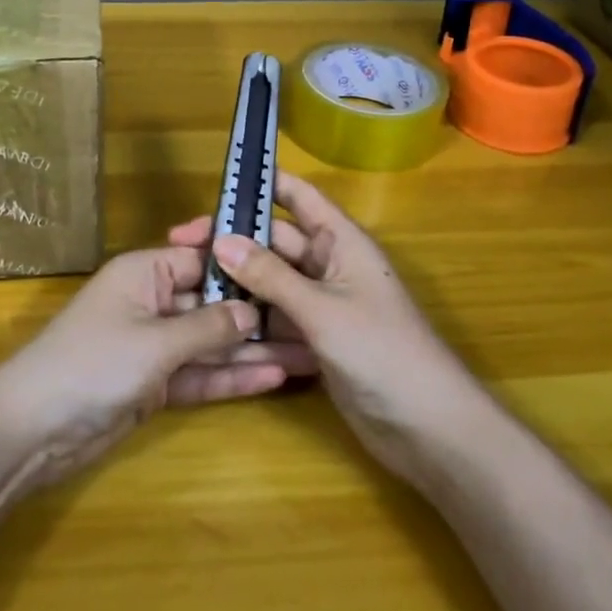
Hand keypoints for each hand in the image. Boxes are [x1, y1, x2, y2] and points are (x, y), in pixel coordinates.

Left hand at [0, 245, 307, 488]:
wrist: (33, 430)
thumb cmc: (93, 364)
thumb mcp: (155, 342)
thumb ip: (207, 327)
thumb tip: (252, 311)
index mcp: (144, 272)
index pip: (202, 258)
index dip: (243, 265)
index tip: (291, 269)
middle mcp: (151, 302)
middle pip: (212, 303)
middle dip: (257, 314)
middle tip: (312, 322)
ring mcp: (153, 346)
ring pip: (210, 343)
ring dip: (252, 351)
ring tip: (308, 354)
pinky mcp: (154, 385)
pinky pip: (199, 374)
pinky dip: (230, 377)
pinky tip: (273, 378)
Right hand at [170, 170, 476, 486]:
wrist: (430, 429)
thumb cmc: (383, 352)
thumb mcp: (322, 309)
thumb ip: (270, 276)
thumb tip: (221, 240)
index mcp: (341, 242)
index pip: (299, 196)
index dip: (264, 182)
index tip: (219, 181)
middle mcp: (329, 265)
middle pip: (275, 240)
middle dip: (234, 239)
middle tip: (182, 245)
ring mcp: (322, 304)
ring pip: (271, 280)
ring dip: (237, 280)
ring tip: (188, 282)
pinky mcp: (315, 339)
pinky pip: (276, 316)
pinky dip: (250, 316)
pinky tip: (213, 321)